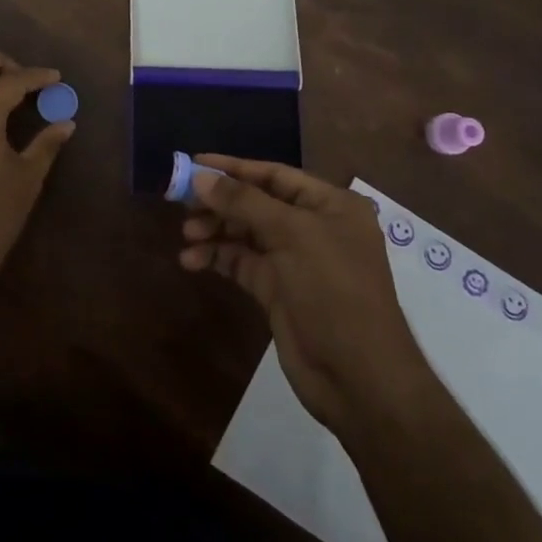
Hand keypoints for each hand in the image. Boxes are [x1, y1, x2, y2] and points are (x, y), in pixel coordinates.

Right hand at [180, 155, 425, 434]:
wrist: (360, 379)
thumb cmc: (334, 291)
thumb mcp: (292, 236)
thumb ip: (244, 202)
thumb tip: (199, 176)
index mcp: (330, 205)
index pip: (274, 175)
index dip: (234, 168)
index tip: (193, 163)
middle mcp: (313, 227)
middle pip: (256, 203)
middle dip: (220, 202)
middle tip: (181, 202)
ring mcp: (294, 260)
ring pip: (245, 233)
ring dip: (214, 231)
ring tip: (186, 235)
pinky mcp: (277, 290)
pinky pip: (241, 262)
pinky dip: (217, 258)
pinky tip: (191, 260)